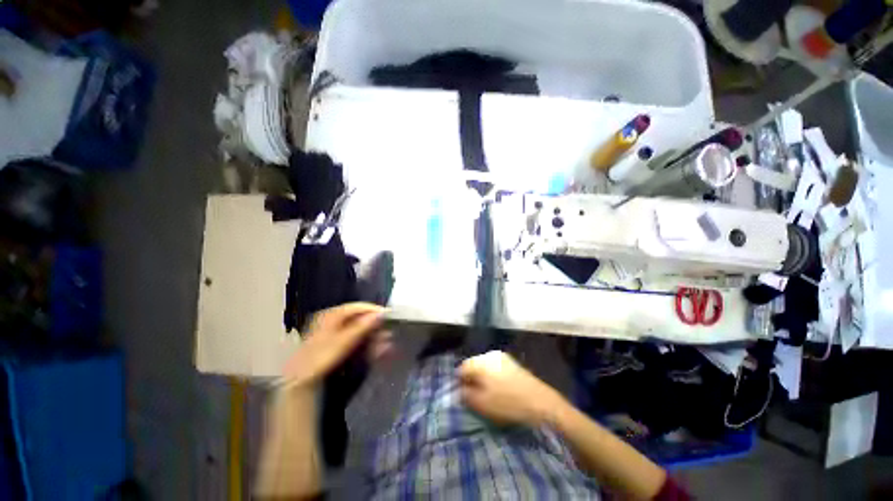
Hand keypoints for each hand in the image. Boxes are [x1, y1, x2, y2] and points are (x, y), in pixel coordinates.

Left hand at [281, 303, 391, 386]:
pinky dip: (366, 344)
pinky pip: (355, 340)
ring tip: (386, 343)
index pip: (356, 307)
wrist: (301, 383)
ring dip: (373, 336)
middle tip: (388, 332)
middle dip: (374, 326)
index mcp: (331, 315)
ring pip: (358, 330)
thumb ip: (362, 327)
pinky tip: (377, 350)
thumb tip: (380, 314)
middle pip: (358, 319)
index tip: (388, 315)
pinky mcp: (336, 345)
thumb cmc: (321, 357)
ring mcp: (333, 333)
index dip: (372, 310)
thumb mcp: (343, 341)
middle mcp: (332, 320)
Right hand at [458, 351, 566, 426]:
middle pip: (474, 366)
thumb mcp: (482, 403)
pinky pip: (496, 368)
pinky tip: (500, 390)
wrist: (541, 402)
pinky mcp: (513, 363)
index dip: (460, 382)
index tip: (464, 396)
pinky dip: (494, 377)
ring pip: (485, 367)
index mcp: (481, 361)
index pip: (462, 368)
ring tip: (488, 395)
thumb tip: (460, 389)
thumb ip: (466, 395)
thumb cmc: (508, 403)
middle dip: (472, 379)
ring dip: (483, 379)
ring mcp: (503, 357)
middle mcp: (490, 354)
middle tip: (476, 396)